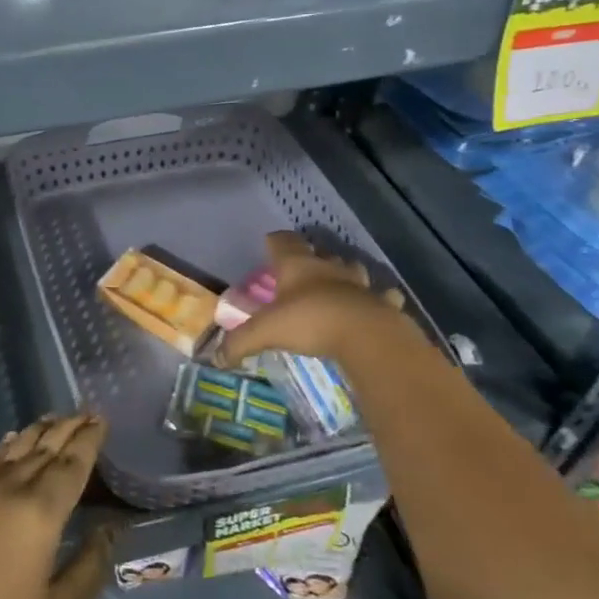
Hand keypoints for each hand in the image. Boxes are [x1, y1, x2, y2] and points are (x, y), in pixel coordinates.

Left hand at [0, 414, 113, 598]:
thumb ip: (88, 569)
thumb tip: (109, 529)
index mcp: (39, 514)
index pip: (71, 465)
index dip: (88, 441)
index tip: (102, 420)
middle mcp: (10, 490)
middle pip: (44, 448)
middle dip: (68, 428)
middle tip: (87, 412)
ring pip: (16, 449)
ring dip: (39, 430)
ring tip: (57, 417)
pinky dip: (7, 445)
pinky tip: (12, 437)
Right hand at [219, 231, 434, 376]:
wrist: (366, 334)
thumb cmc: (310, 321)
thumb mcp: (265, 332)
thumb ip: (239, 342)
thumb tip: (215, 358)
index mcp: (297, 266)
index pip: (283, 241)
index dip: (275, 241)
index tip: (270, 244)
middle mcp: (328, 267)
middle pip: (320, 252)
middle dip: (312, 258)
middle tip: (303, 271)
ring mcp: (359, 283)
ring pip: (352, 269)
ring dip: (345, 274)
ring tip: (338, 285)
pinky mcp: (383, 302)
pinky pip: (383, 296)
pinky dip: (380, 299)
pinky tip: (376, 306)